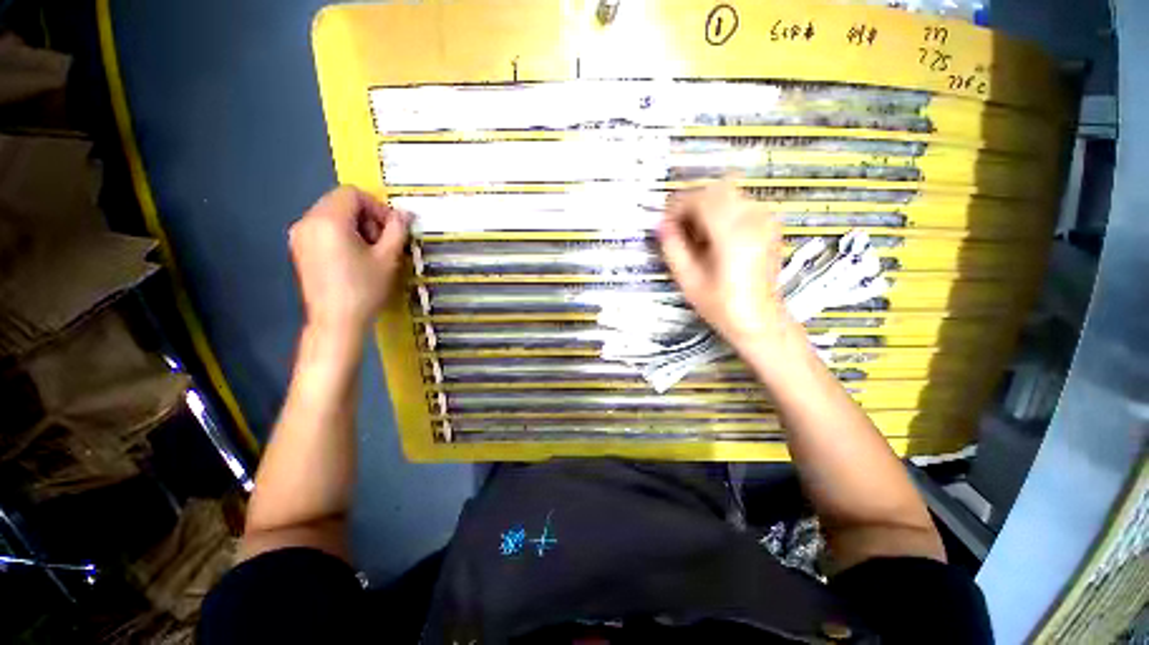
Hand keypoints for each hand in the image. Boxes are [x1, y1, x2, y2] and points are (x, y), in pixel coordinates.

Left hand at [288, 187, 408, 336]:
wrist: (336, 321)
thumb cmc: (365, 288)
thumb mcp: (388, 257)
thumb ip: (397, 230)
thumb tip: (405, 213)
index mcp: (328, 220)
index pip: (353, 193)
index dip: (377, 207)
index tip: (391, 230)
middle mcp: (308, 221)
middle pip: (340, 201)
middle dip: (366, 216)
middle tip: (383, 242)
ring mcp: (299, 235)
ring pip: (331, 214)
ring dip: (355, 225)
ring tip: (369, 251)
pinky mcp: (299, 248)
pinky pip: (322, 228)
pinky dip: (341, 234)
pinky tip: (354, 257)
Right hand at [658, 180, 789, 348]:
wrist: (759, 320)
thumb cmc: (721, 306)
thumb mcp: (688, 280)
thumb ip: (673, 248)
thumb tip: (661, 225)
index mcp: (732, 235)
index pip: (700, 200)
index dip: (677, 206)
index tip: (664, 222)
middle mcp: (753, 220)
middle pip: (717, 188)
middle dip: (692, 202)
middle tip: (678, 225)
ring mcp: (765, 220)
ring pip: (729, 192)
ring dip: (707, 205)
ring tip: (695, 231)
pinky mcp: (769, 225)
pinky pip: (741, 202)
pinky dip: (722, 210)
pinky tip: (714, 234)